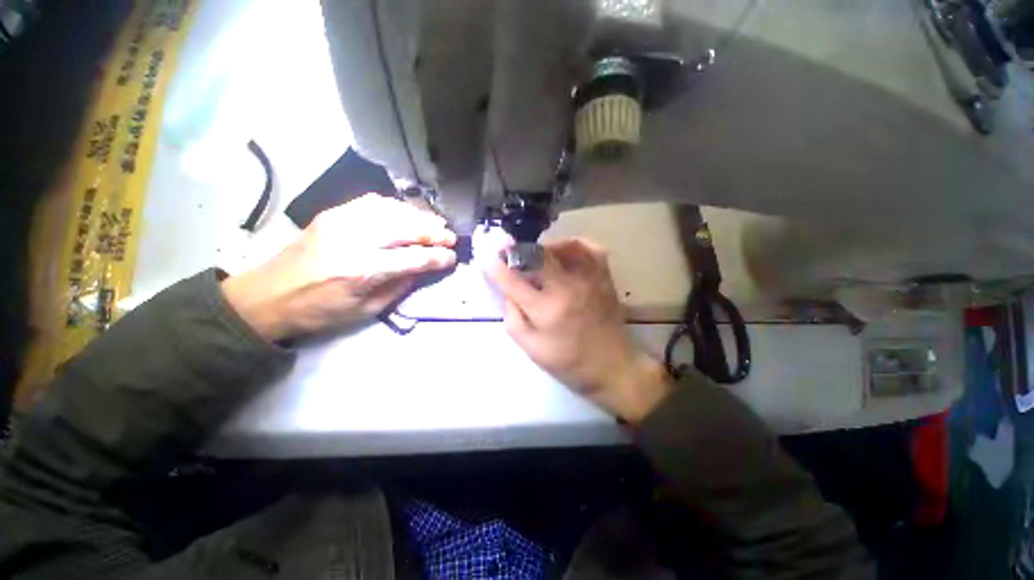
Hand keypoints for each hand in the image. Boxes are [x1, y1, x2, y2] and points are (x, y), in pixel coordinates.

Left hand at [222, 194, 456, 340]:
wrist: (267, 296)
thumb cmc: (319, 311)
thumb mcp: (365, 310)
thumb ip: (398, 287)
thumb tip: (423, 269)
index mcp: (362, 270)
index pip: (413, 258)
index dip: (437, 257)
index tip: (453, 258)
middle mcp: (355, 239)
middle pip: (406, 229)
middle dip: (435, 233)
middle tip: (451, 237)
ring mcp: (342, 221)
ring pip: (393, 211)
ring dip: (419, 217)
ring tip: (437, 223)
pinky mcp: (333, 213)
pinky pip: (372, 202)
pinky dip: (396, 206)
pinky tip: (407, 213)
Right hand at [484, 238, 670, 423]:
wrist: (613, 366)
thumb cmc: (570, 363)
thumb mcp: (532, 349)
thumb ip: (513, 319)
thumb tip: (508, 294)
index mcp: (547, 309)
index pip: (513, 281)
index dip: (496, 268)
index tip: (486, 259)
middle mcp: (567, 287)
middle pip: (537, 256)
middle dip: (517, 252)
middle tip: (509, 255)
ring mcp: (588, 278)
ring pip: (563, 246)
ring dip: (543, 249)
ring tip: (535, 258)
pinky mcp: (603, 277)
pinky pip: (588, 247)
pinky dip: (572, 244)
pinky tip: (563, 253)